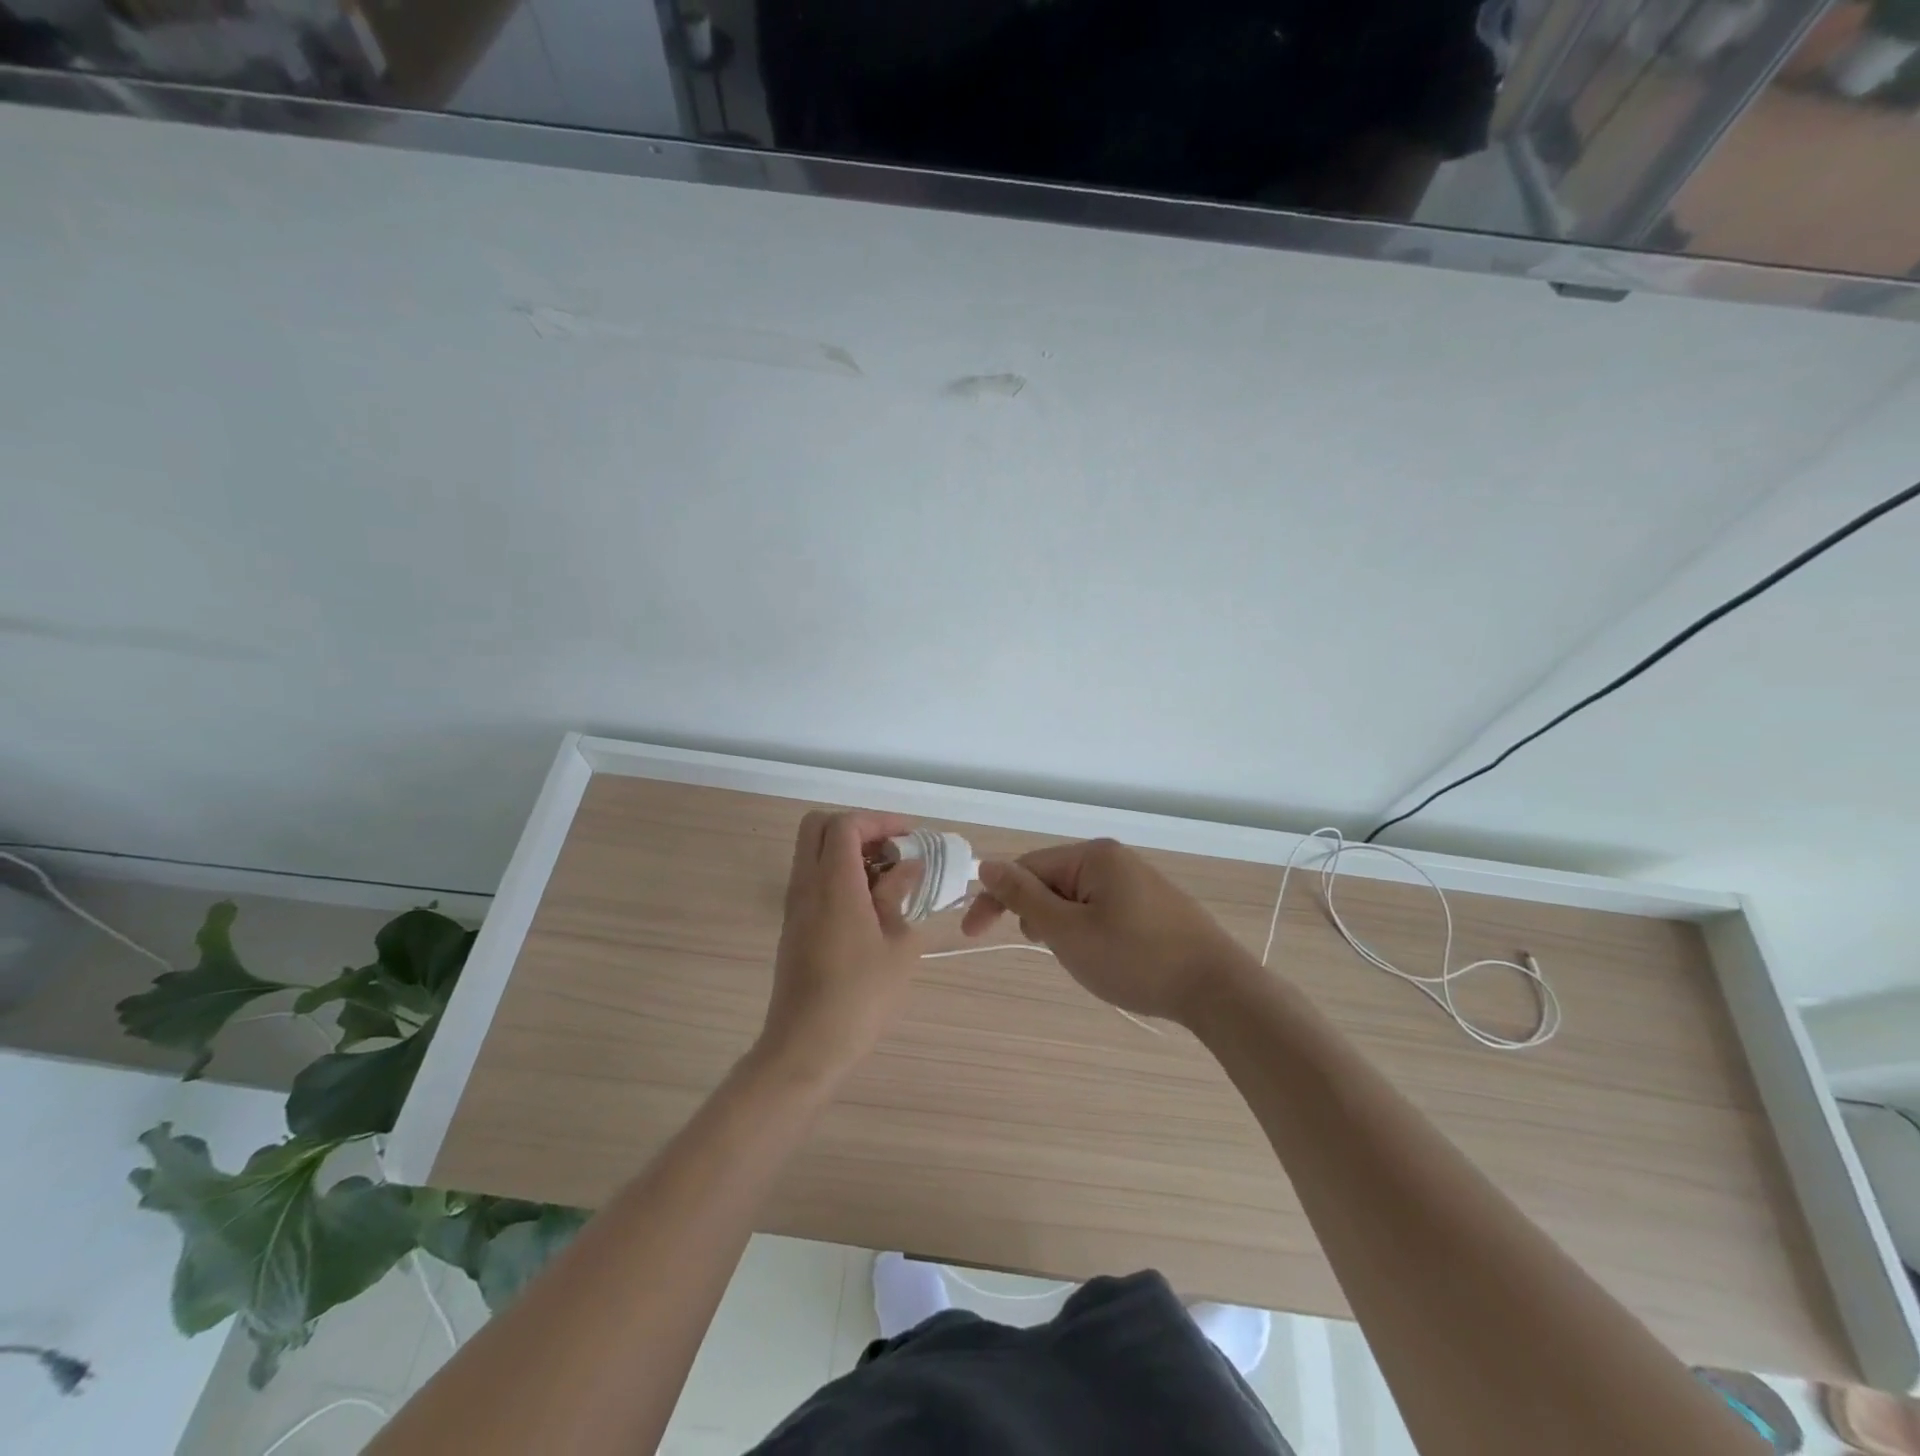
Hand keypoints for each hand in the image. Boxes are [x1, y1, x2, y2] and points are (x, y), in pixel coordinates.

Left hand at [757, 810, 924, 1082]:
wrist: (807, 1046)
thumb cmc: (861, 996)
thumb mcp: (899, 944)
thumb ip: (900, 896)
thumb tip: (908, 868)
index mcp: (834, 883)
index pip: (846, 824)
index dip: (879, 821)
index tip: (909, 837)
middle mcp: (807, 884)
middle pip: (819, 827)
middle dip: (857, 828)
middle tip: (890, 851)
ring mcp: (795, 905)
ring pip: (813, 853)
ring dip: (847, 852)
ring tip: (887, 880)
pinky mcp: (793, 926)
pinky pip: (812, 879)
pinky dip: (838, 875)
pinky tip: (869, 906)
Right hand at [962, 838, 1249, 1025]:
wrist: (1217, 989)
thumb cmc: (1135, 958)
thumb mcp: (1067, 931)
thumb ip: (1024, 897)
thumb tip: (988, 865)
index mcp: (1094, 856)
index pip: (1028, 867)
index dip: (995, 897)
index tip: (971, 932)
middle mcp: (1116, 859)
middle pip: (1053, 879)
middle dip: (1036, 913)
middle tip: (1042, 948)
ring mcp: (1139, 882)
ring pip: (1078, 898)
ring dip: (1062, 924)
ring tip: (1073, 956)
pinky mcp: (1155, 907)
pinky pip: (1103, 909)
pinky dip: (1088, 930)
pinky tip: (1101, 955)